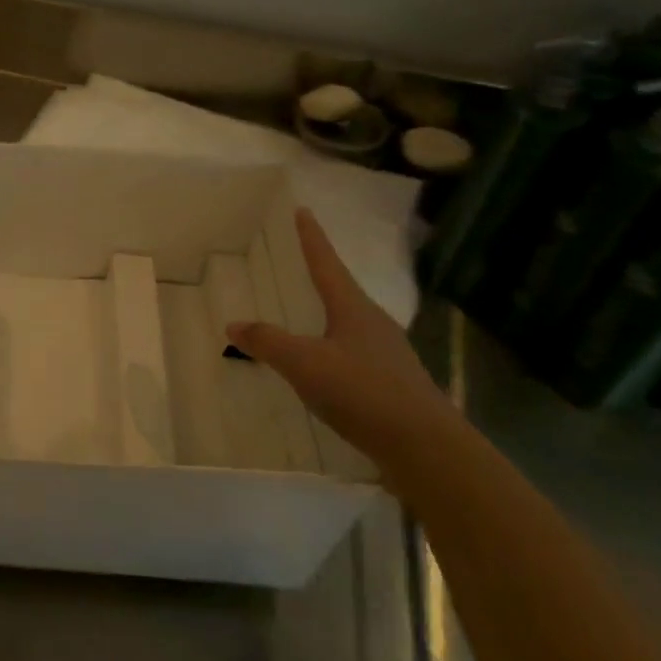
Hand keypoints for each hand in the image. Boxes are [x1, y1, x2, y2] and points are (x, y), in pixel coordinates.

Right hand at [226, 208, 457, 464]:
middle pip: (341, 290)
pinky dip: (334, 347)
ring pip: (350, 323)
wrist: (427, 449)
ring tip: (307, 313)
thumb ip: (268, 342)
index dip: (312, 237)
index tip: (304, 211)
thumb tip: (234, 323)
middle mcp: (373, 323)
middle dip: (320, 274)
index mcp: (353, 308)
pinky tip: (325, 365)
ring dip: (328, 313)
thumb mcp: (304, 364)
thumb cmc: (363, 392)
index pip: (327, 262)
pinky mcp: (393, 383)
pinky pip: (355, 352)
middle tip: (298, 262)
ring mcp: (387, 354)